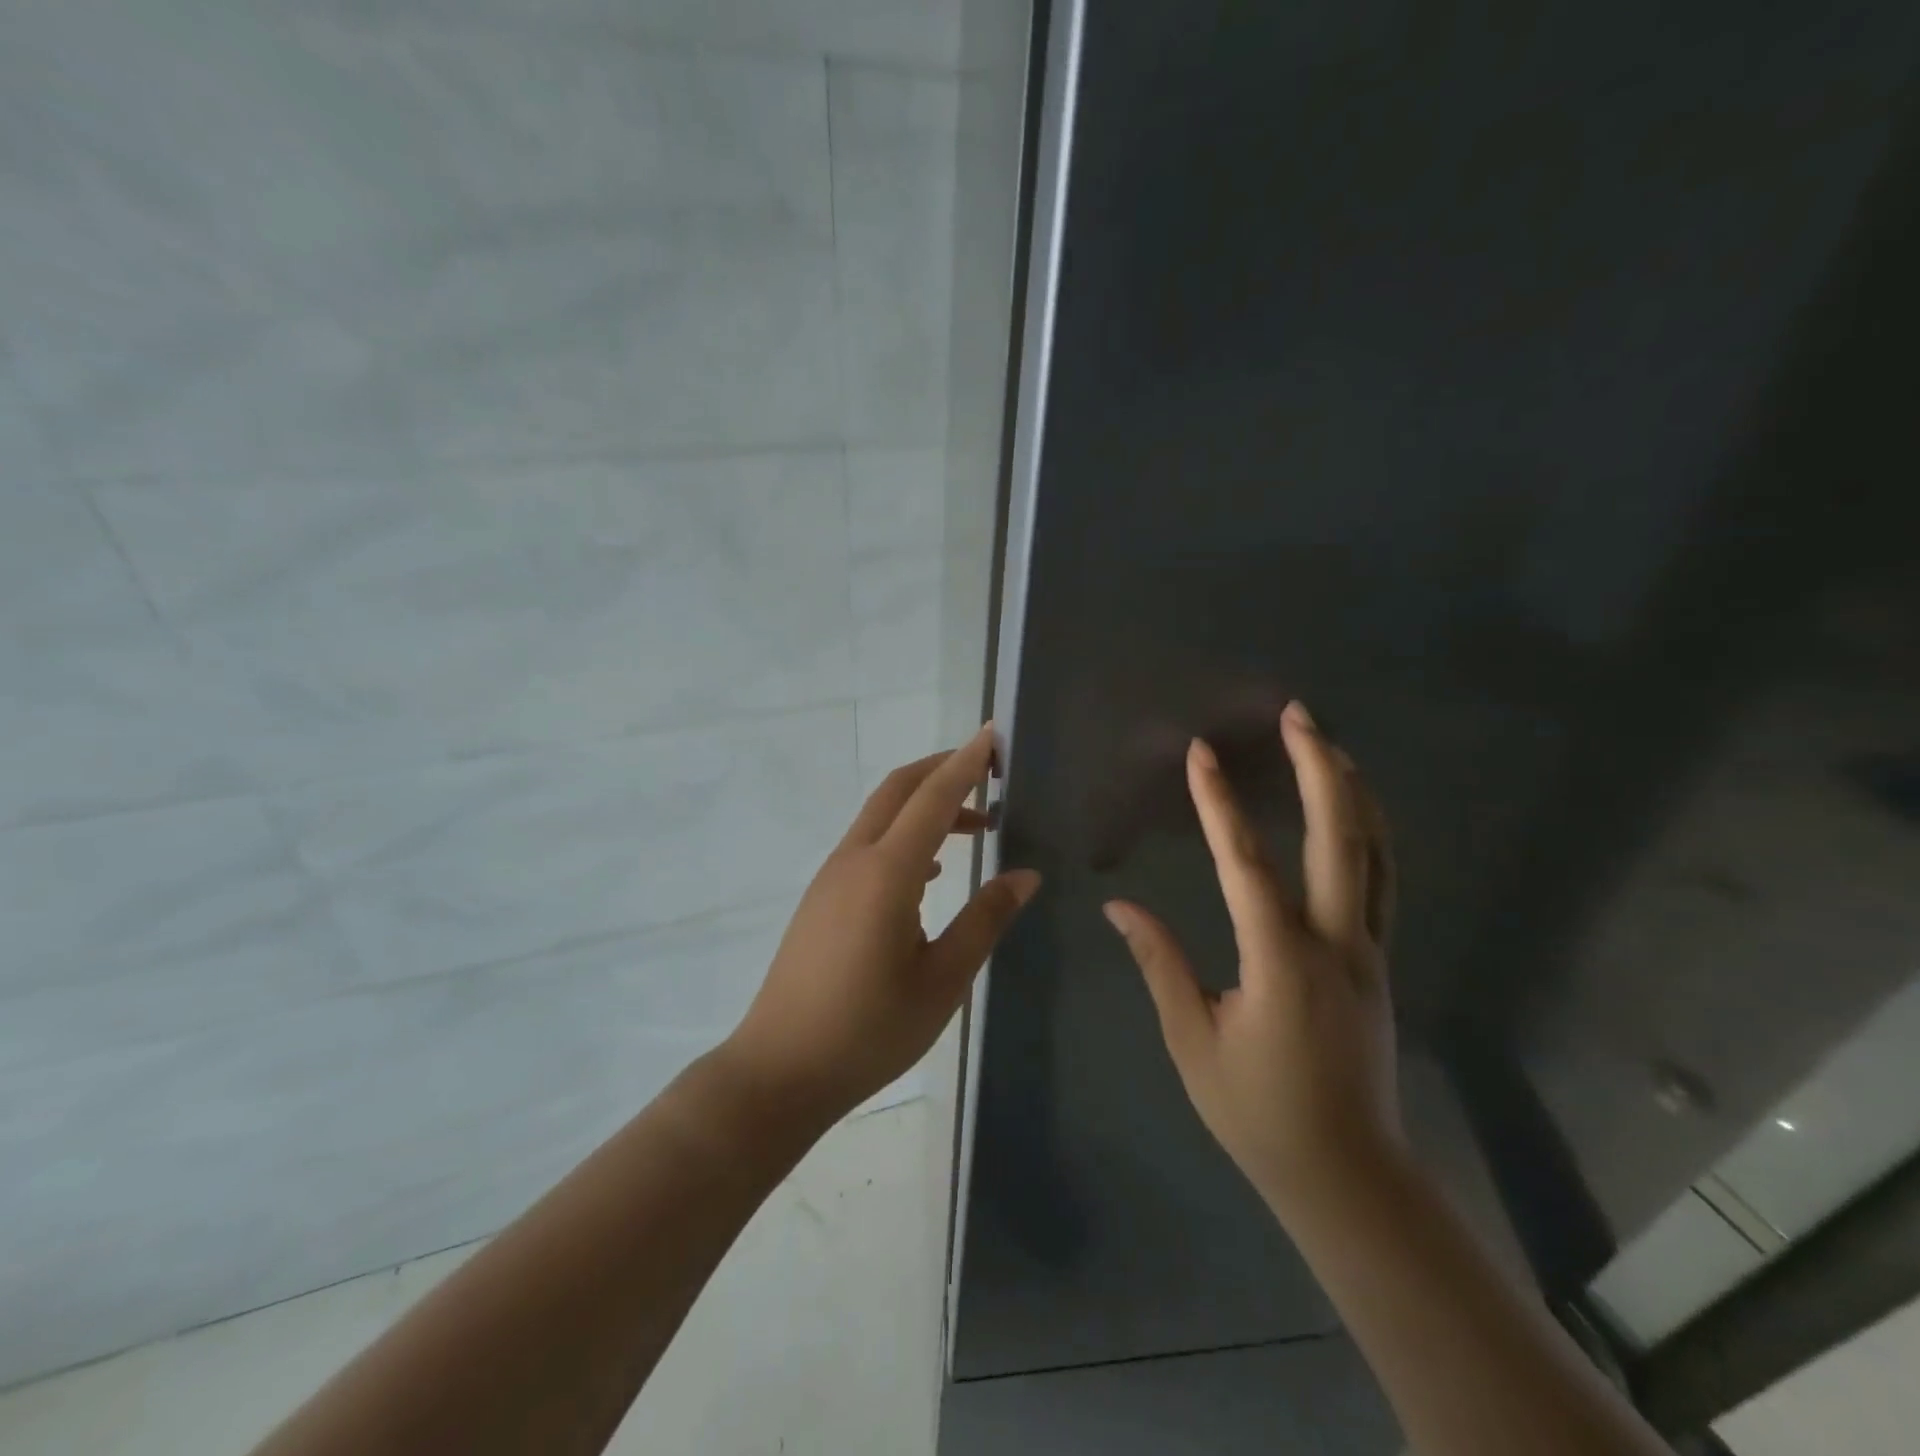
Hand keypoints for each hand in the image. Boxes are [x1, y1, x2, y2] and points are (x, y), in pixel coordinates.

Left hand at [723, 725, 1041, 1124]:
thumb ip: (985, 920)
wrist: (780, 1069)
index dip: (966, 763)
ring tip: (975, 825)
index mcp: (886, 873)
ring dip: (926, 805)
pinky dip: (906, 835)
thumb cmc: (869, 1030)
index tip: (993, 734)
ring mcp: (832, 877)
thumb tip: (1025, 875)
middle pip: (898, 789)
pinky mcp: (823, 897)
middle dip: (943, 769)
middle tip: (990, 771)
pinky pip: (869, 844)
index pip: (933, 797)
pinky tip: (934, 872)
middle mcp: (854, 860)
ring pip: (882, 816)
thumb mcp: (943, 980)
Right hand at [1104, 701, 1401, 1223]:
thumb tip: (1119, 906)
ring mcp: (1368, 951)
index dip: (1220, 804)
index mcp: (1281, 963)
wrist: (1348, 1175)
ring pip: (1374, 854)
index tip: (1202, 754)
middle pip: (1339, 839)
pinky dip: (1371, 834)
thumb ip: (1160, 964)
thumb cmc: (1258, 1111)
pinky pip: (1381, 881)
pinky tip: (1356, 811)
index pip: (1247, 865)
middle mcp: (1335, 944)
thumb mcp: (1193, 1041)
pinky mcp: (1380, 962)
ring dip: (1353, 792)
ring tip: (1330, 744)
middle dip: (1319, 769)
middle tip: (1300, 716)